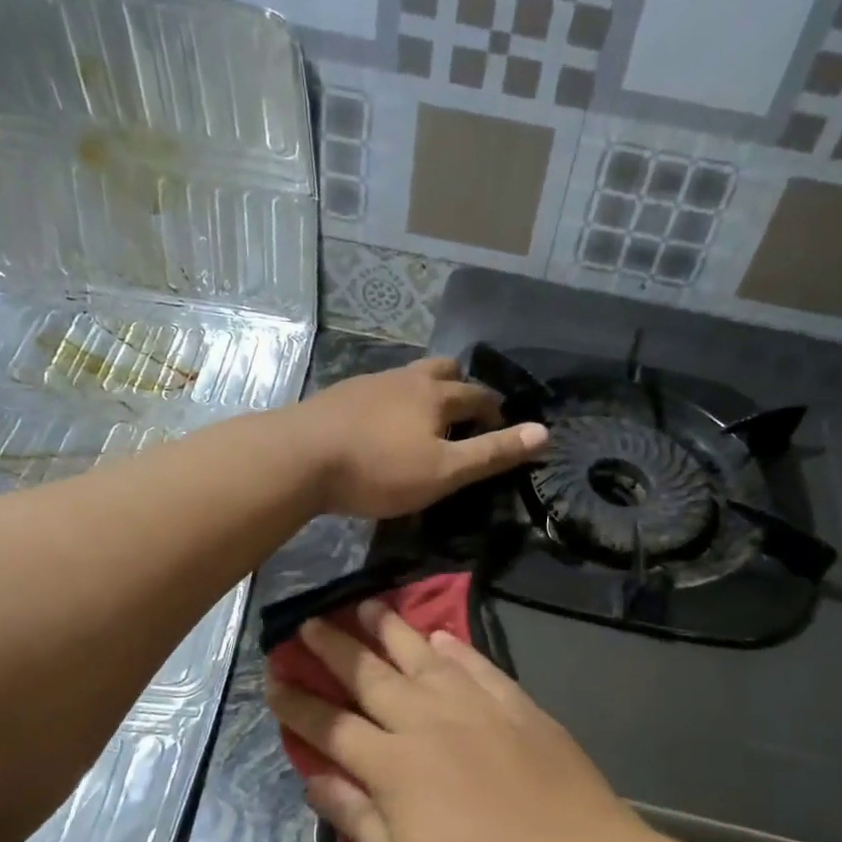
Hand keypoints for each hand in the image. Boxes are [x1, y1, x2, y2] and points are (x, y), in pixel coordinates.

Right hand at [265, 601, 666, 841]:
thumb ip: (357, 821)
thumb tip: (314, 777)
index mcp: (394, 767)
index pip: (331, 726)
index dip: (298, 703)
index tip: (272, 679)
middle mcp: (428, 722)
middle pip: (369, 675)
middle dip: (332, 648)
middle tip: (306, 623)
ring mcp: (476, 707)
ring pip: (420, 655)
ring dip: (387, 629)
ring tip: (364, 604)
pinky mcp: (517, 705)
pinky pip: (475, 663)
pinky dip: (452, 646)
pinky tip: (439, 635)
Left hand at [282, 357, 548, 518]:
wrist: (298, 457)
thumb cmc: (378, 468)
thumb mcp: (444, 471)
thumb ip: (492, 453)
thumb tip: (544, 433)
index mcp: (435, 395)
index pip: (478, 395)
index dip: (496, 411)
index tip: (502, 428)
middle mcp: (405, 379)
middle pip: (442, 370)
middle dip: (460, 387)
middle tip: (465, 414)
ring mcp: (369, 383)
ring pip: (408, 378)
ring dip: (424, 393)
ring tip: (425, 420)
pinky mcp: (340, 396)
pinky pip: (379, 391)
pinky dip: (392, 403)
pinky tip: (381, 425)